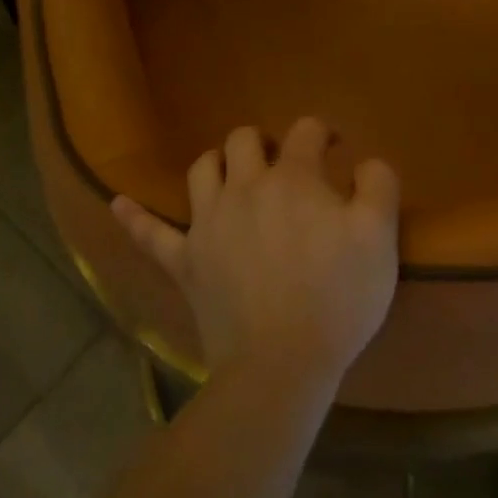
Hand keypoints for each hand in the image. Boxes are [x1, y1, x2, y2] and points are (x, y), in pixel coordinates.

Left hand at [112, 117, 400, 385]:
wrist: (281, 366)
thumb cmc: (337, 298)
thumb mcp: (380, 238)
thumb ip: (378, 185)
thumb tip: (365, 161)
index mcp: (293, 178)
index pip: (306, 131)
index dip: (323, 131)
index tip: (334, 148)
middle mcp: (245, 187)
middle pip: (245, 139)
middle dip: (266, 143)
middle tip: (284, 165)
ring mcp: (208, 223)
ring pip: (202, 169)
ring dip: (218, 163)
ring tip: (234, 175)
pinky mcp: (185, 262)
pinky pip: (151, 234)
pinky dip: (134, 217)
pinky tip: (117, 202)